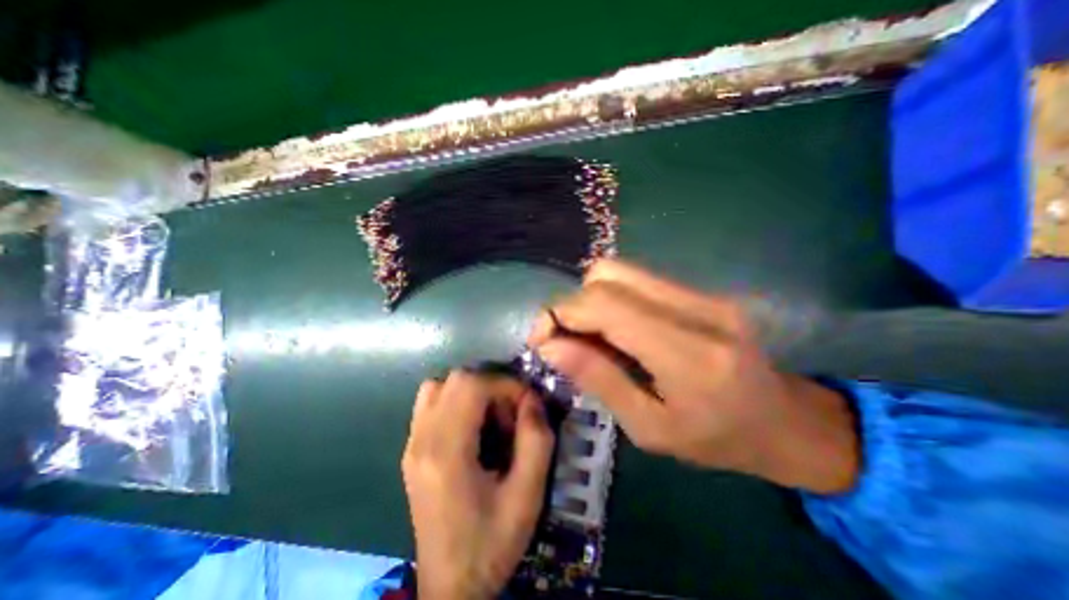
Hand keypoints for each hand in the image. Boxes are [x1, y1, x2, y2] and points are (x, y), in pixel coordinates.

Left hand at [399, 369, 550, 598]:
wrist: (450, 586)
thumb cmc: (492, 543)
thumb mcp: (528, 495)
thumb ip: (536, 440)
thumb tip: (532, 400)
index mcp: (447, 453)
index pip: (471, 386)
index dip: (505, 385)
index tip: (526, 404)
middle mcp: (422, 440)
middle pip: (455, 379)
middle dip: (491, 386)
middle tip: (510, 414)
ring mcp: (412, 444)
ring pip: (439, 386)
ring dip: (471, 391)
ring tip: (490, 418)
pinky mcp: (412, 450)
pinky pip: (430, 403)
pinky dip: (455, 400)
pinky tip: (471, 427)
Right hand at [526, 261, 856, 494]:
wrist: (787, 422)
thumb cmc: (718, 440)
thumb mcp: (649, 429)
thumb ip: (598, 379)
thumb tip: (549, 345)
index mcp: (689, 355)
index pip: (606, 305)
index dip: (561, 312)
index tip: (541, 338)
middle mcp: (698, 309)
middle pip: (608, 275)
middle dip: (572, 303)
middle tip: (564, 339)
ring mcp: (704, 293)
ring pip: (620, 271)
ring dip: (591, 299)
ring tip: (589, 336)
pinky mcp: (702, 290)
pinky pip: (638, 280)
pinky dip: (612, 299)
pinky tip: (616, 329)